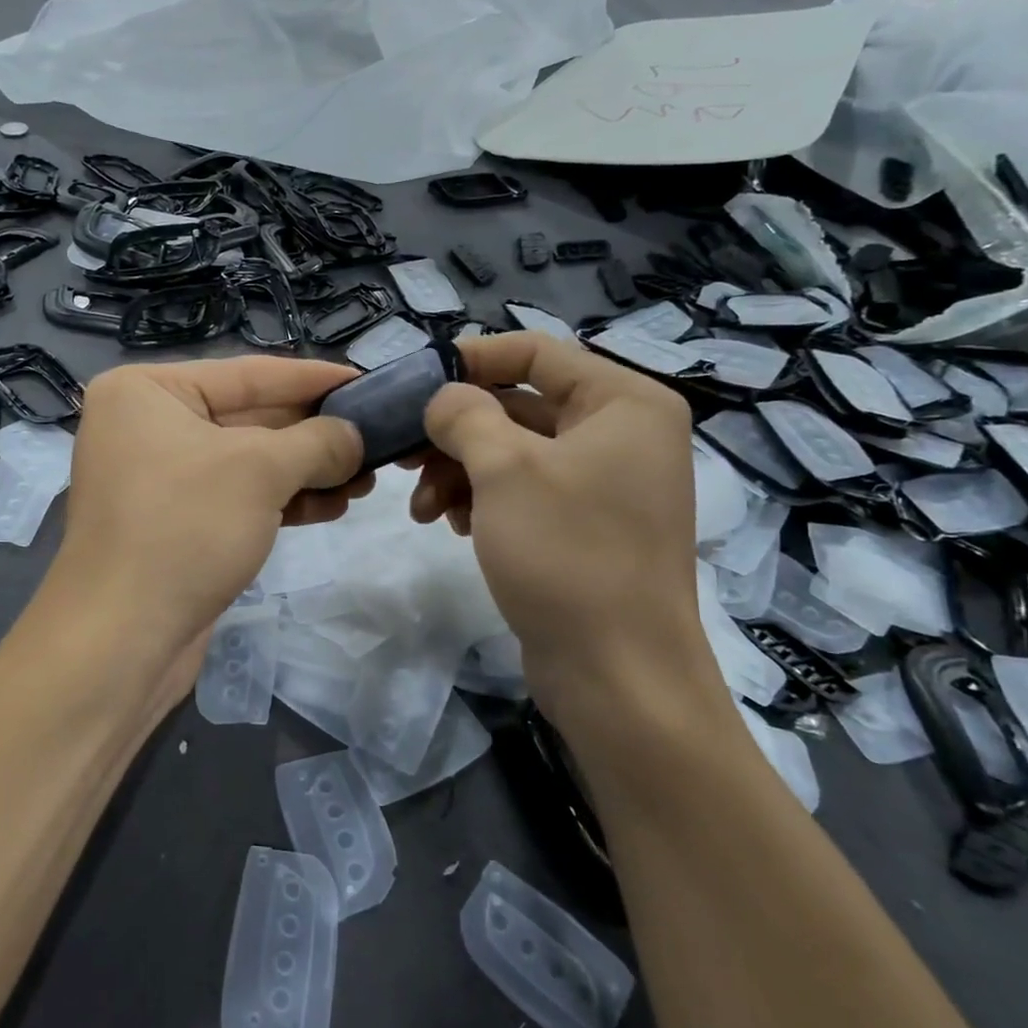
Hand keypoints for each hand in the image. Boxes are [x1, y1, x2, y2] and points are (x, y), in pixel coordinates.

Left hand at [48, 355, 367, 662]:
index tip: (367, 380)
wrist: (121, 641)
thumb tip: (356, 436)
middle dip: (315, 435)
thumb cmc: (184, 529)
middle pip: (251, 418)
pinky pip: (238, 498)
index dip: (314, 378)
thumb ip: (317, 442)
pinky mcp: (177, 523)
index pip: (249, 374)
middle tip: (376, 440)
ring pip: (249, 463)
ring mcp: (161, 478)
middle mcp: (148, 426)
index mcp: (148, 391)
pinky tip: (332, 507)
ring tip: (364, 481)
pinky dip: (283, 501)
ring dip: (307, 472)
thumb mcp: (259, 471)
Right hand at [407, 332, 714, 725]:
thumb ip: (464, 415)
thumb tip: (442, 396)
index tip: (414, 380)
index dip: (471, 358)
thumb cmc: (567, 555)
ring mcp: (605, 484)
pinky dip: (482, 500)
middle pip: (519, 405)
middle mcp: (622, 434)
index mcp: (624, 402)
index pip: (536, 351)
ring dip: (459, 472)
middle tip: (402, 455)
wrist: (618, 676)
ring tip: (422, 509)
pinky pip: (524, 492)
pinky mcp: (585, 526)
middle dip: (455, 432)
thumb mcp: (504, 469)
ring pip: (514, 453)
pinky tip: (450, 525)